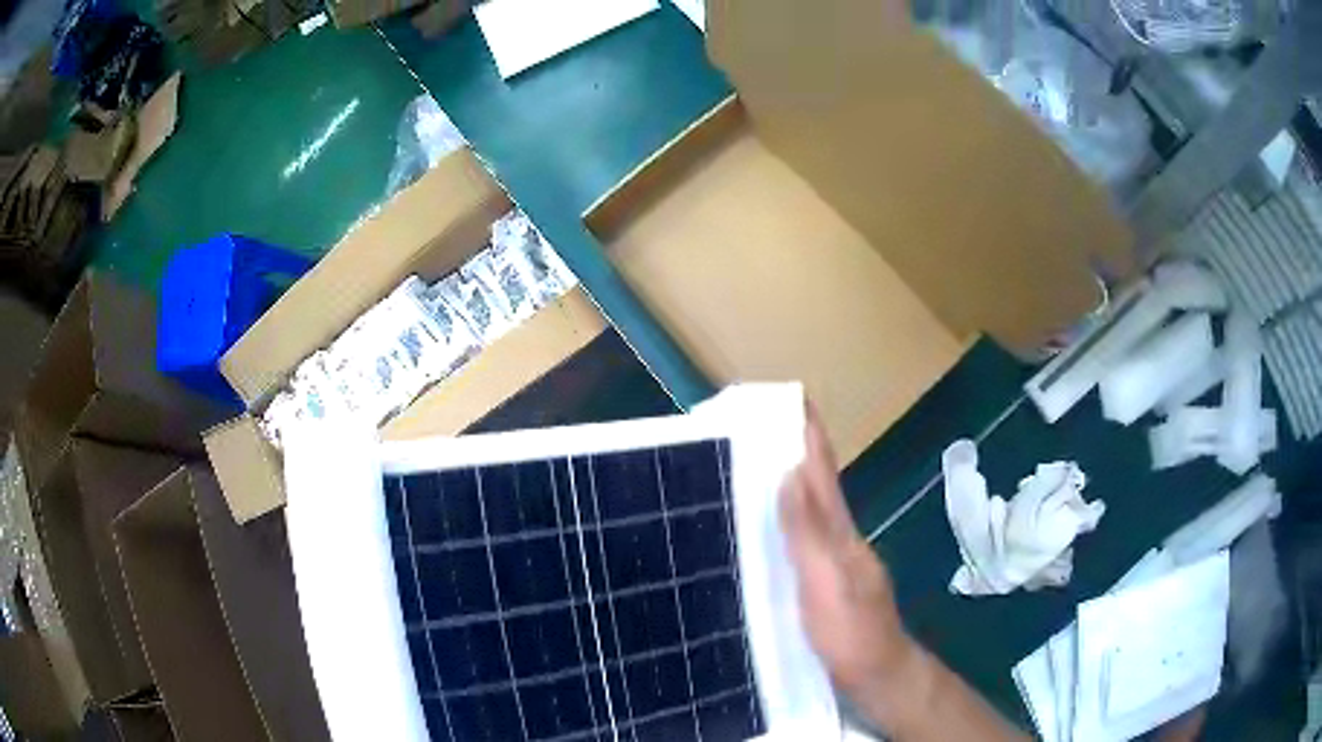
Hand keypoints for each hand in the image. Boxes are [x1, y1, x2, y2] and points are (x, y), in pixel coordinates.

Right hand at [780, 406, 914, 700]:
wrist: (880, 678)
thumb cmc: (853, 635)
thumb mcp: (829, 585)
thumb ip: (809, 534)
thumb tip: (790, 473)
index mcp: (841, 534)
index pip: (823, 474)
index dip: (810, 436)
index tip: (793, 397)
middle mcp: (839, 541)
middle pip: (815, 488)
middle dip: (790, 454)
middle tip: (752, 430)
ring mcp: (834, 564)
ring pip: (808, 514)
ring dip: (785, 486)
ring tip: (747, 470)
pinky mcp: (823, 586)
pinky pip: (801, 542)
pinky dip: (783, 523)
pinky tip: (764, 530)